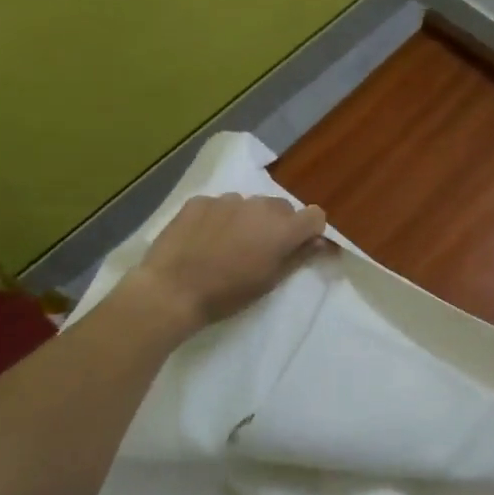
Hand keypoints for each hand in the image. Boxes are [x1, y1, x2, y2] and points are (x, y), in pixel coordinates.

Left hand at [132, 193, 329, 330]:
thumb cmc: (227, 294)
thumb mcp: (270, 281)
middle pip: (282, 208)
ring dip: (248, 220)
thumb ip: (299, 256)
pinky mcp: (199, 201)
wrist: (171, 290)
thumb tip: (322, 242)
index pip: (315, 215)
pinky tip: (204, 240)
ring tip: (229, 245)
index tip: (299, 247)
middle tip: (261, 250)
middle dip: (278, 225)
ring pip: (250, 206)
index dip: (310, 231)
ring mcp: (227, 200)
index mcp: (282, 228)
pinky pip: (220, 205)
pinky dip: (219, 219)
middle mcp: (259, 206)